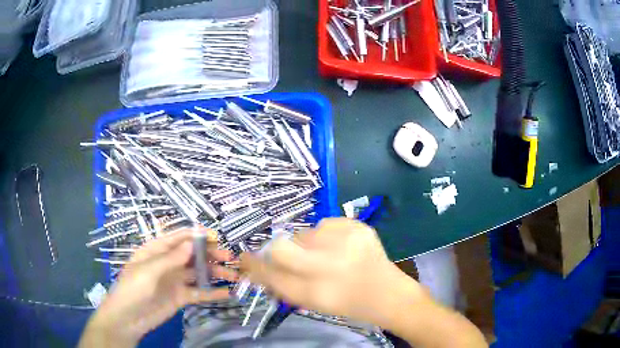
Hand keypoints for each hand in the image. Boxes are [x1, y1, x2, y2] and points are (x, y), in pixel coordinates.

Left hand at [79, 228, 237, 347]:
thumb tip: (192, 243)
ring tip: (235, 276)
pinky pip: (199, 292)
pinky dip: (213, 293)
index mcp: (157, 249)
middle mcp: (168, 262)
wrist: (128, 319)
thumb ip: (171, 258)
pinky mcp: (180, 297)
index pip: (179, 237)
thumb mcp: (149, 271)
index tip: (217, 237)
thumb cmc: (133, 289)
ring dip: (216, 273)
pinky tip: (228, 294)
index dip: (198, 235)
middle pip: (193, 254)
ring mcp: (175, 280)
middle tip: (231, 259)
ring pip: (198, 273)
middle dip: (211, 254)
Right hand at [241, 218, 426, 326]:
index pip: (271, 274)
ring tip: (328, 256)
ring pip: (304, 233)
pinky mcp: (358, 226)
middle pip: (281, 247)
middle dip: (279, 250)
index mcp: (314, 292)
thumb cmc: (347, 302)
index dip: (254, 265)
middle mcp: (328, 266)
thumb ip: (281, 284)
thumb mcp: (311, 302)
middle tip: (292, 256)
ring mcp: (345, 242)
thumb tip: (257, 265)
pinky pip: (326, 224)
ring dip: (308, 244)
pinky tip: (342, 247)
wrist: (387, 293)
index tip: (245, 259)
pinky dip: (327, 235)